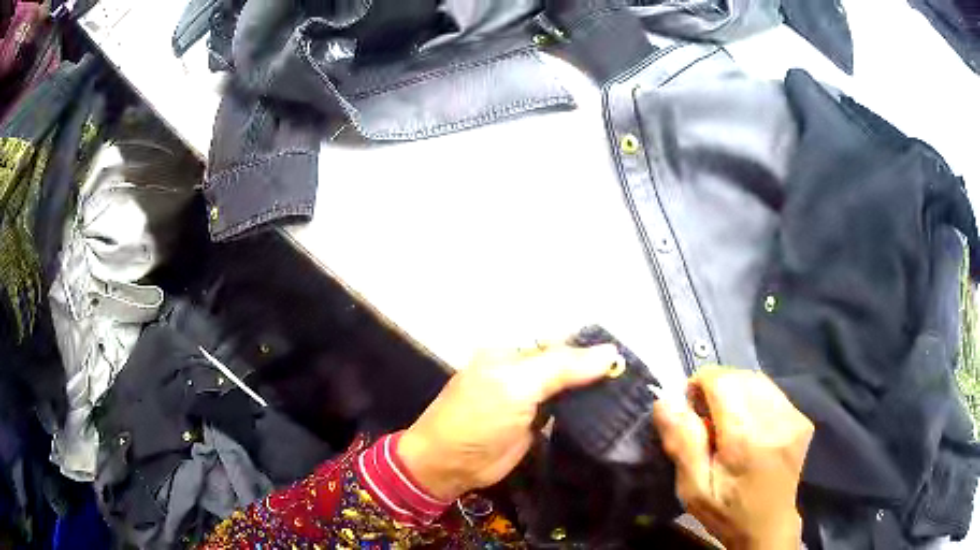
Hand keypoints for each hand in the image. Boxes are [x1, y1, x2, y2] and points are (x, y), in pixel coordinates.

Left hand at [398, 343, 622, 501]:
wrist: (450, 466)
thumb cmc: (476, 420)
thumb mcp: (516, 386)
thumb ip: (561, 368)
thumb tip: (609, 352)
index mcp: (514, 353)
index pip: (562, 342)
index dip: (593, 349)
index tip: (628, 359)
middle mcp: (524, 371)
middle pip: (569, 364)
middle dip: (598, 370)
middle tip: (636, 380)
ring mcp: (532, 399)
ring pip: (570, 388)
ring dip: (596, 390)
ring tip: (633, 394)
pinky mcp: (538, 423)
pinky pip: (568, 411)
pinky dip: (588, 410)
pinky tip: (612, 411)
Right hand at [652, 367, 812, 549]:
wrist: (768, 527)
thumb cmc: (726, 512)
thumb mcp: (694, 489)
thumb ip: (682, 444)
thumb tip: (665, 401)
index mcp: (747, 439)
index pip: (723, 381)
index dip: (700, 384)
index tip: (690, 408)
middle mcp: (776, 420)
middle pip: (740, 377)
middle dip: (717, 387)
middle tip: (706, 420)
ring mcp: (794, 417)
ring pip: (757, 380)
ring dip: (736, 391)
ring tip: (727, 423)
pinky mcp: (802, 419)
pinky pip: (771, 392)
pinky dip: (753, 399)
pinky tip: (748, 425)